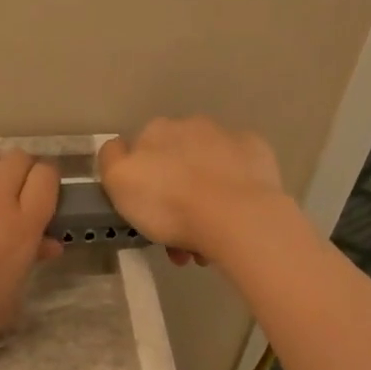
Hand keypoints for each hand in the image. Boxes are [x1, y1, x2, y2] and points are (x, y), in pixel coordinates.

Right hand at [97, 117, 288, 266]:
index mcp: (156, 131)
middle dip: (173, 197)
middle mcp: (191, 125)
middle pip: (175, 163)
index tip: (144, 216)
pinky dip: (233, 191)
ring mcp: (228, 137)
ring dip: (203, 201)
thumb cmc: (169, 203)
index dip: (139, 185)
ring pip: (207, 171)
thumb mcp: (119, 182)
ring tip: (205, 244)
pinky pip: (239, 173)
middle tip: (175, 238)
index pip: (138, 152)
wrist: (236, 216)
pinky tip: (232, 217)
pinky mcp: (258, 154)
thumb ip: (111, 159)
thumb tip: (120, 148)